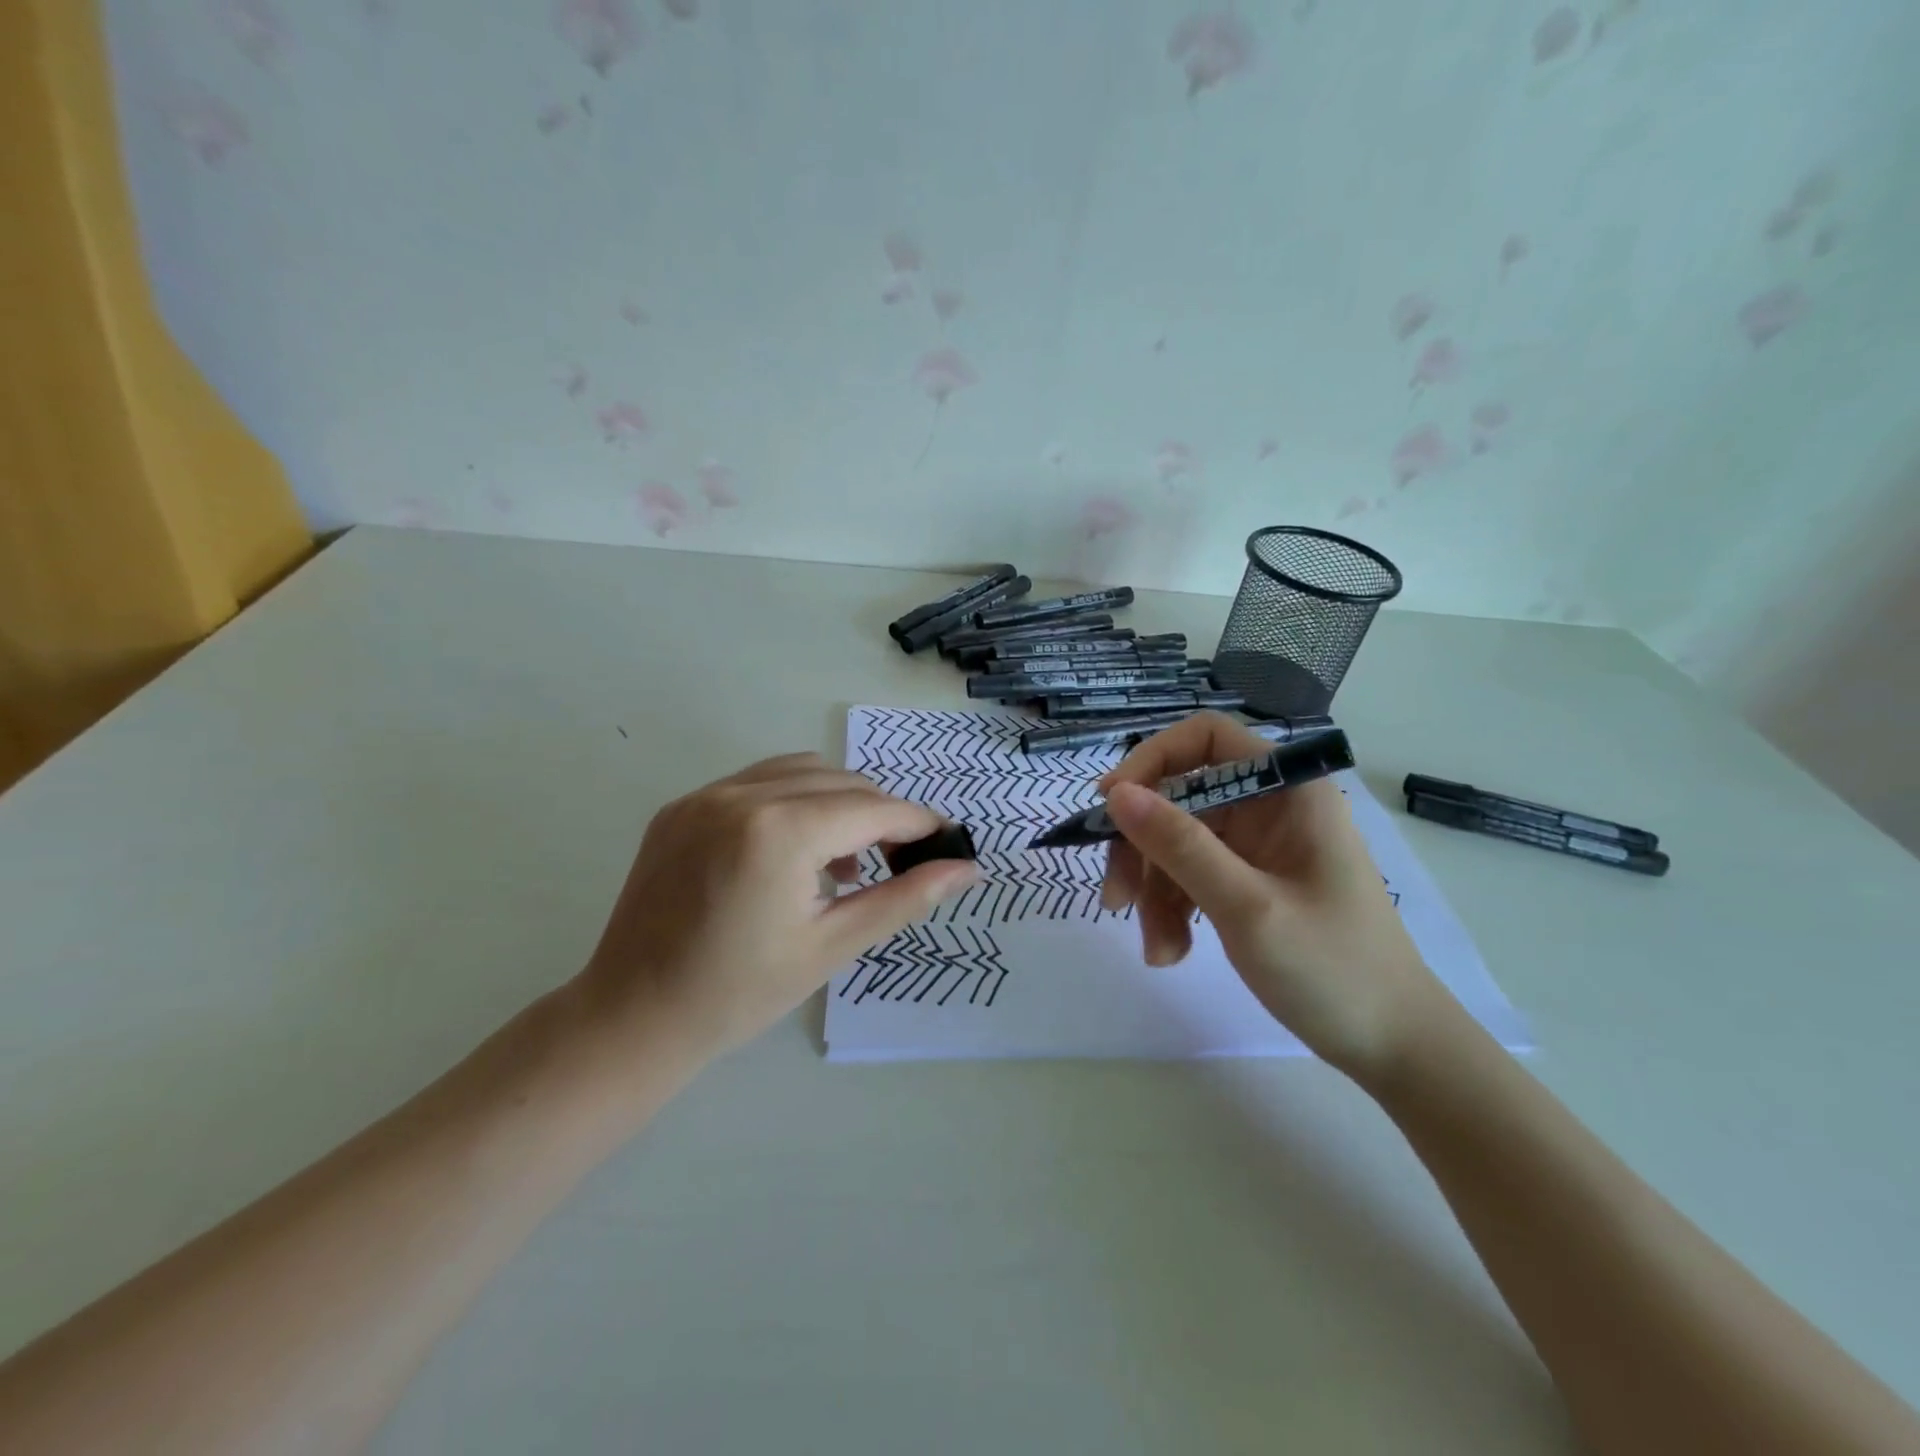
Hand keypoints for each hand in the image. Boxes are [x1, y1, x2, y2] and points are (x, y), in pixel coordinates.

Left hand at [575, 753, 979, 1060]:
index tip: (946, 841)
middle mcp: (741, 795)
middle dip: (880, 814)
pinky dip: (792, 800)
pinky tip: (794, 849)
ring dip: (838, 800)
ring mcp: (704, 795)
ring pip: (800, 771)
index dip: (918, 822)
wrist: (633, 1017)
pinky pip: (756, 782)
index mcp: (780, 831)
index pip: (872, 809)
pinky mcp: (681, 806)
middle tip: (900, 859)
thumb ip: (905, 898)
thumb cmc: (740, 993)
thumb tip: (966, 870)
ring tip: (845, 859)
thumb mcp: (832, 946)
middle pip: (841, 782)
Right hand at [1098, 714, 1441, 1077]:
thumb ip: (1180, 845)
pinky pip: (1190, 876)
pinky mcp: (1248, 881)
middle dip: (1143, 846)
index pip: (1206, 738)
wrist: (1392, 1046)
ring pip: (1177, 842)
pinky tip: (1172, 953)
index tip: (1111, 803)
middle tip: (1115, 897)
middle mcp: (1270, 807)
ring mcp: (1258, 846)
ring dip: (1154, 891)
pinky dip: (1172, 909)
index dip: (1151, 759)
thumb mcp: (1247, 907)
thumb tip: (1116, 794)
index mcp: (1288, 791)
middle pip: (1180, 797)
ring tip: (1158, 949)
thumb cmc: (1333, 969)